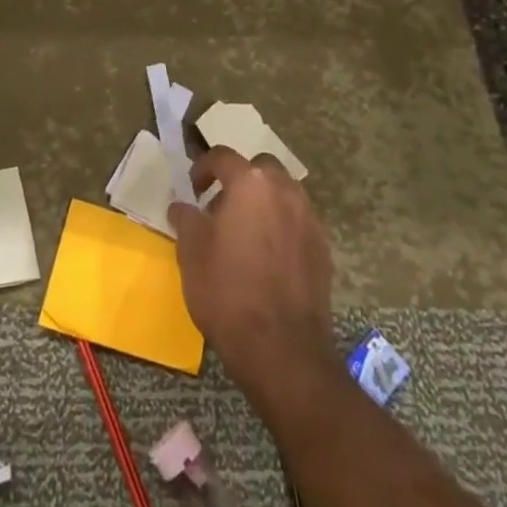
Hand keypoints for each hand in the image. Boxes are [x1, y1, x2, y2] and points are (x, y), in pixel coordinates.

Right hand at [168, 148, 335, 397]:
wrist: (283, 349)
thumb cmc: (228, 293)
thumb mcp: (191, 254)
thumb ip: (186, 220)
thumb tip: (182, 206)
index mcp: (250, 184)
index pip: (222, 157)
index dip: (203, 168)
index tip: (193, 189)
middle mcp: (284, 190)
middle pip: (260, 169)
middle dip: (240, 180)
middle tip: (221, 207)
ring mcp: (309, 218)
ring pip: (284, 193)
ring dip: (264, 201)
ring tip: (246, 232)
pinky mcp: (323, 248)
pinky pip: (298, 221)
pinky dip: (282, 226)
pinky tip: (268, 256)